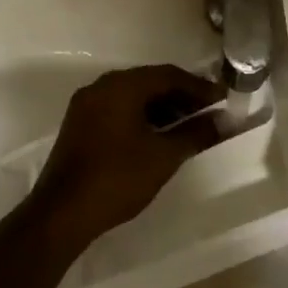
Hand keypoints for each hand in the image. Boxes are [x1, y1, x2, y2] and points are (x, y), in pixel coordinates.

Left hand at [29, 64, 225, 242]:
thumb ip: (196, 133)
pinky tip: (158, 137)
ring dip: (161, 108)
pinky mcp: (79, 125)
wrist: (63, 212)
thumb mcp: (164, 156)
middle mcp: (101, 87)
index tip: (224, 100)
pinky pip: (117, 110)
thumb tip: (224, 121)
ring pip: (132, 97)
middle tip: (209, 113)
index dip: (200, 87)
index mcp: (121, 86)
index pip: (168, 75)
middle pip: (149, 82)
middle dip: (181, 96)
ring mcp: (86, 105)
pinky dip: (141, 117)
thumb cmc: (118, 178)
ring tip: (188, 128)